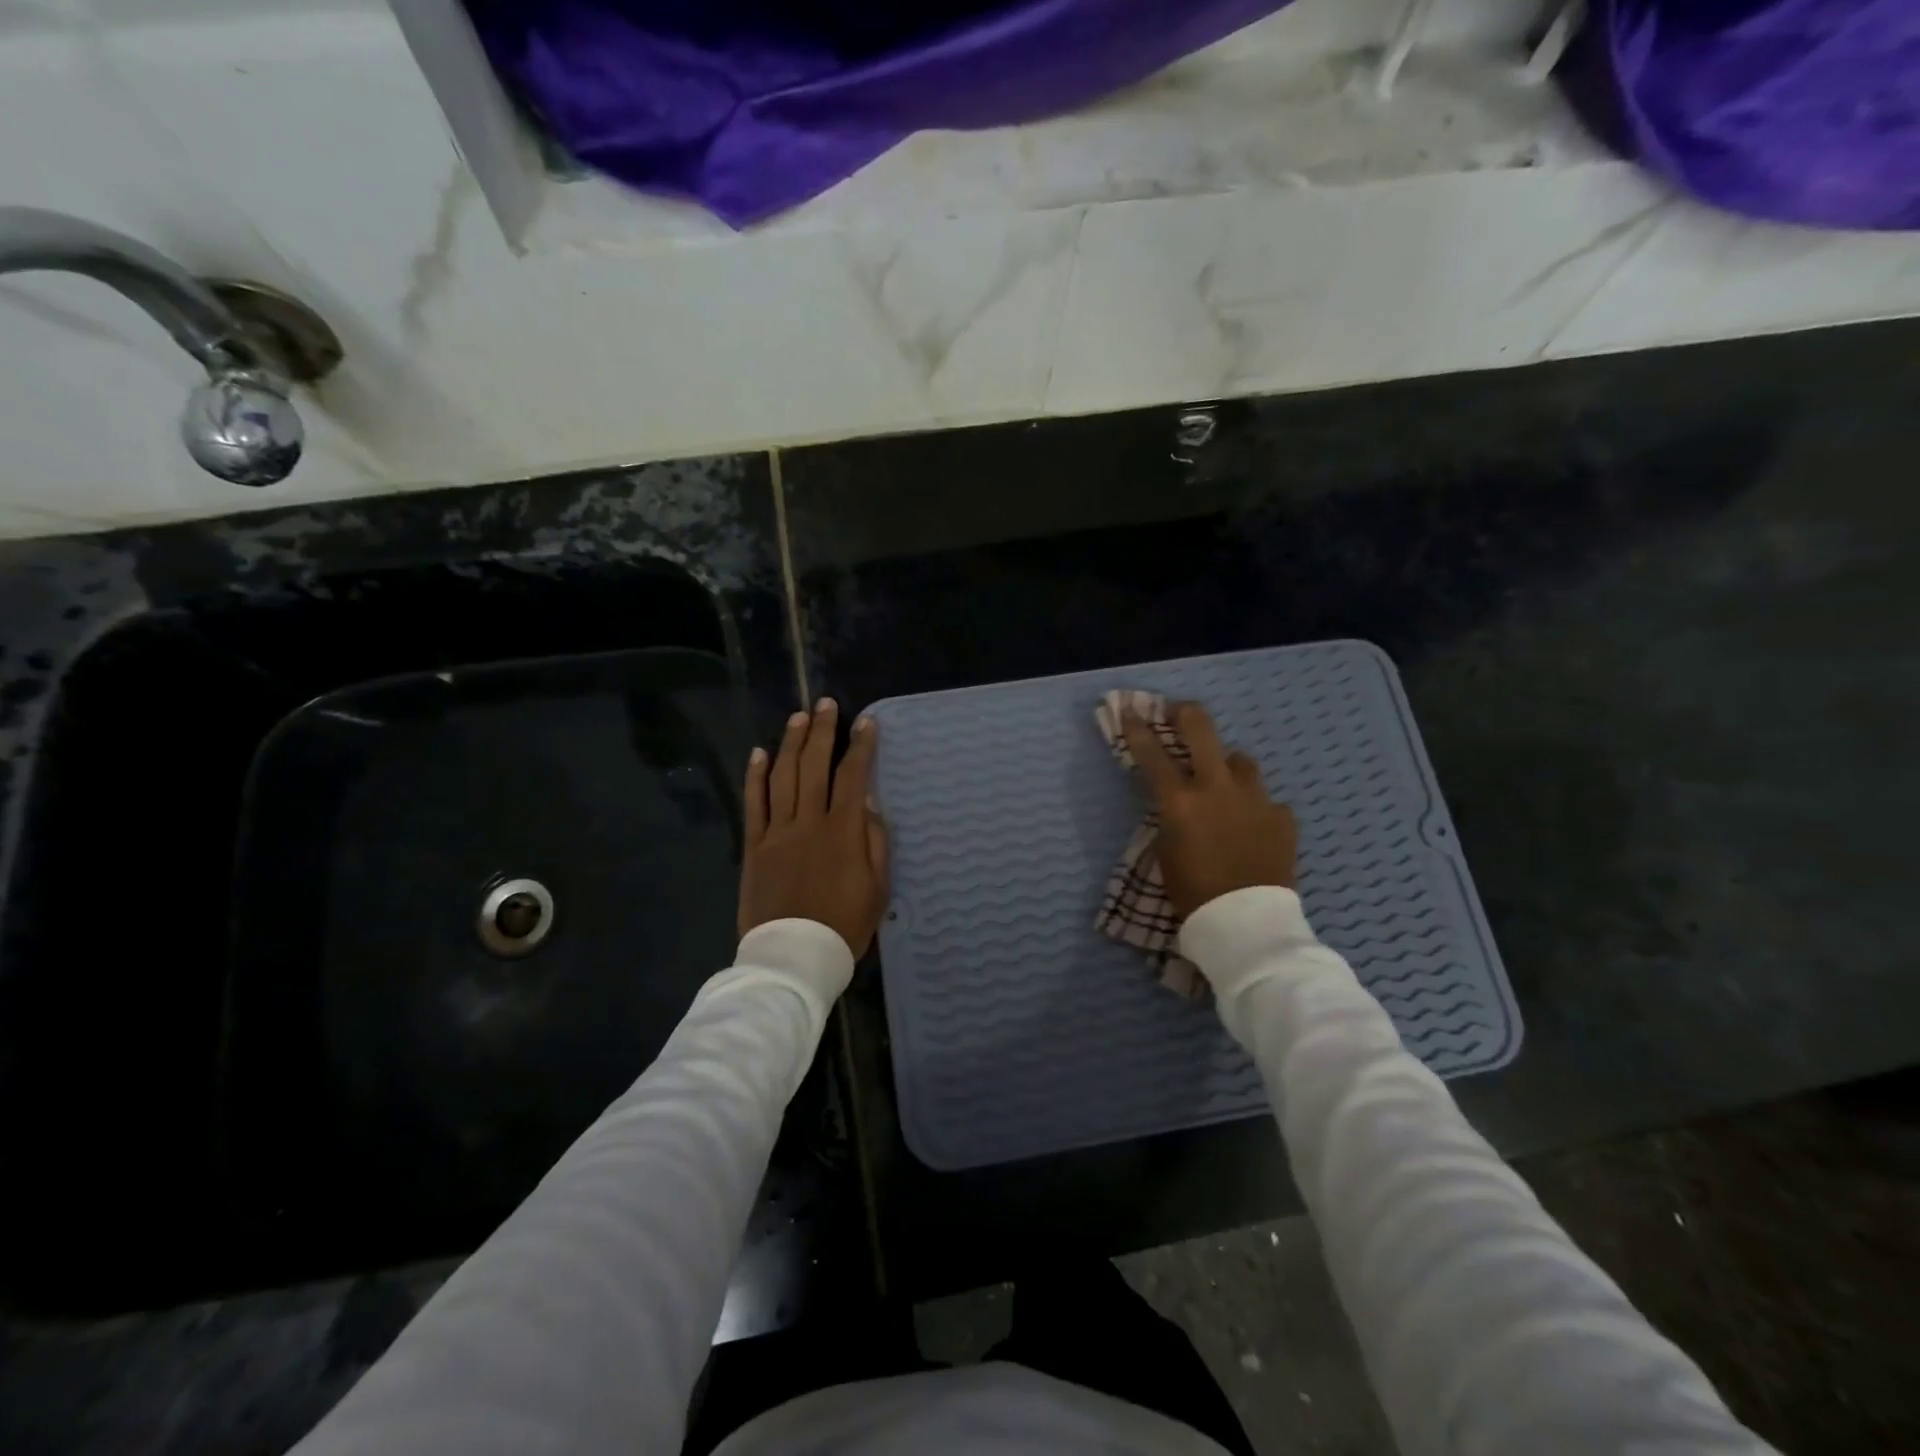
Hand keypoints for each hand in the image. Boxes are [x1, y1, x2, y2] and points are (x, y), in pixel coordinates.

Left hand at [739, 699, 889, 957]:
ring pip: (782, 776)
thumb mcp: (878, 887)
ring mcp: (777, 832)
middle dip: (822, 731)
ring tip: (798, 717)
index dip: (861, 747)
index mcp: (843, 831)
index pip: (854, 776)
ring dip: (790, 743)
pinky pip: (754, 804)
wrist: (795, 956)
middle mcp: (809, 821)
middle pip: (814, 766)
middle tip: (825, 704)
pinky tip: (758, 753)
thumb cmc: (845, 924)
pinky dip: (754, 776)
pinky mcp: (755, 846)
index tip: (867, 723)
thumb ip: (874, 841)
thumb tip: (868, 802)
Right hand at [1121, 701, 1296, 917]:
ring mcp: (1255, 798)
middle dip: (1185, 714)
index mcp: (1180, 801)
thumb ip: (1170, 818)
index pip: (1152, 753)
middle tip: (1178, 712)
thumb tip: (1178, 802)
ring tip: (1225, 782)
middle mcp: (1217, 788)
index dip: (1137, 728)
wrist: (1247, 923)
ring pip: (1241, 760)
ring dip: (1227, 766)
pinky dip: (1255, 806)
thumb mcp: (1165, 852)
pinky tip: (1253, 826)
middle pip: (1202, 730)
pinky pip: (1266, 799)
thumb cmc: (1193, 893)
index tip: (1130, 711)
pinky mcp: (1283, 815)